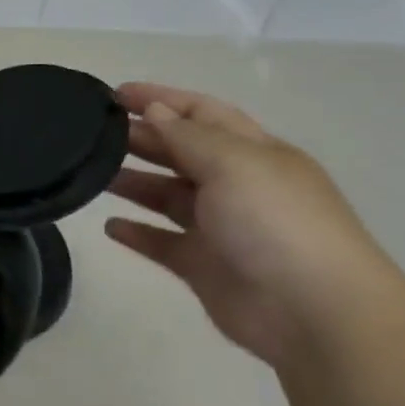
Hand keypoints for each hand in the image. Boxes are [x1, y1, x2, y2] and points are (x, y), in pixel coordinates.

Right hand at [104, 83, 404, 368]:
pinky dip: (137, 234)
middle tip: (91, 134)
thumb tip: (154, 111)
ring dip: (133, 183)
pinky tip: (109, 227)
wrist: (313, 311)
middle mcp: (236, 185)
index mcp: (253, 152)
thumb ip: (188, 136)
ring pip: (167, 196)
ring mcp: (219, 228)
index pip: (202, 113)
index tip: (114, 94)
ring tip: (91, 175)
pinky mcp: (204, 266)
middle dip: (141, 138)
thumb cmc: (276, 222)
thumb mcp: (234, 163)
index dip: (160, 99)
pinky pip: (162, 243)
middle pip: (181, 152)